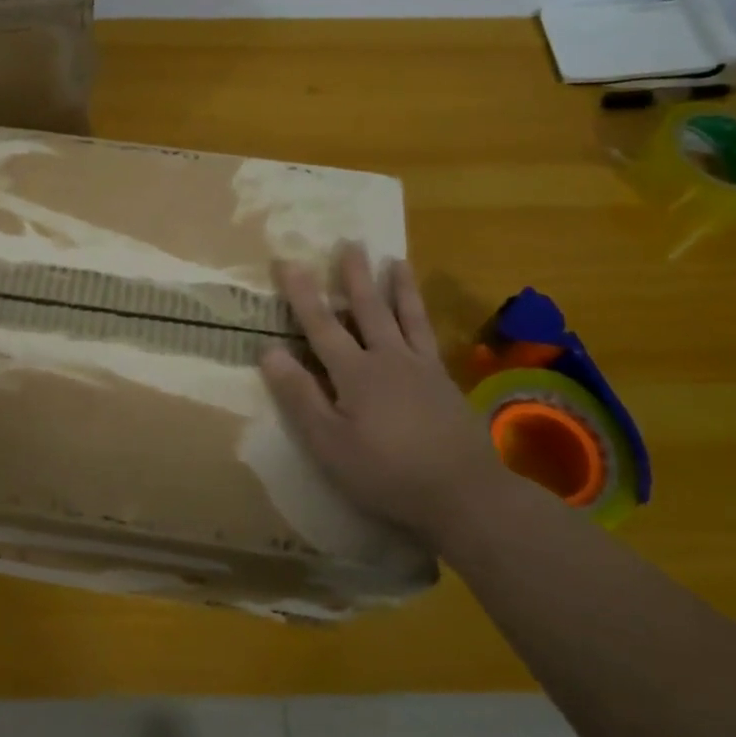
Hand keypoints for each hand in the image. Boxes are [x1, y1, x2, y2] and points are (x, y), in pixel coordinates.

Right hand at [259, 247, 505, 536]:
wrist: (466, 494)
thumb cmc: (386, 472)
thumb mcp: (329, 442)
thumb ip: (300, 395)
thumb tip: (269, 351)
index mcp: (355, 373)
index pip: (321, 325)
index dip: (302, 294)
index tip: (288, 261)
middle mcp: (389, 359)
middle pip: (369, 309)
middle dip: (356, 276)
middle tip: (352, 242)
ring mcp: (423, 369)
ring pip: (408, 317)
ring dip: (398, 287)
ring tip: (397, 260)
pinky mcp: (447, 385)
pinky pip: (430, 338)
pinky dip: (423, 318)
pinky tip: (423, 317)